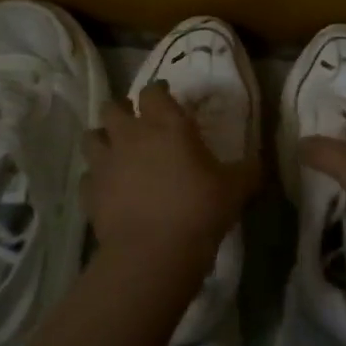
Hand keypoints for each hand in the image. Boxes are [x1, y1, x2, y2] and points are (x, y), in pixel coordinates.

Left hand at [83, 82, 255, 269]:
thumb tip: (257, 162)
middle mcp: (130, 135)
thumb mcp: (236, 187)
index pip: (153, 91)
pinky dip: (96, 178)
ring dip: (103, 140)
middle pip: (112, 107)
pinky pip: (88, 176)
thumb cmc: (198, 209)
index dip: (158, 92)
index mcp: (166, 124)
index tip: (167, 98)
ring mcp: (105, 163)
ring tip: (116, 151)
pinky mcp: (89, 193)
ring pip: (91, 137)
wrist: (153, 253)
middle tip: (138, 124)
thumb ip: (246, 169)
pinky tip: (109, 189)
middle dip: (122, 111)